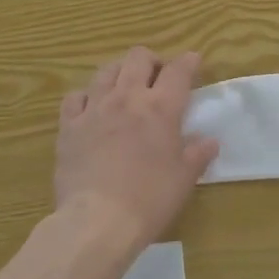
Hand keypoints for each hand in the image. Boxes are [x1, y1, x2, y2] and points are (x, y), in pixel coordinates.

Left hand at [53, 47, 219, 248]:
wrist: (97, 220)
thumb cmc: (149, 199)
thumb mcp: (184, 179)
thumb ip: (198, 154)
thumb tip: (210, 141)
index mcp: (160, 108)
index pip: (178, 70)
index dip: (188, 62)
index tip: (193, 61)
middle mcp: (127, 97)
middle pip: (138, 58)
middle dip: (152, 60)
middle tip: (157, 77)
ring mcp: (94, 108)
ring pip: (106, 70)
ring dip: (120, 72)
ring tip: (125, 87)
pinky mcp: (69, 125)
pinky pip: (75, 96)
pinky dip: (86, 96)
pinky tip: (90, 107)